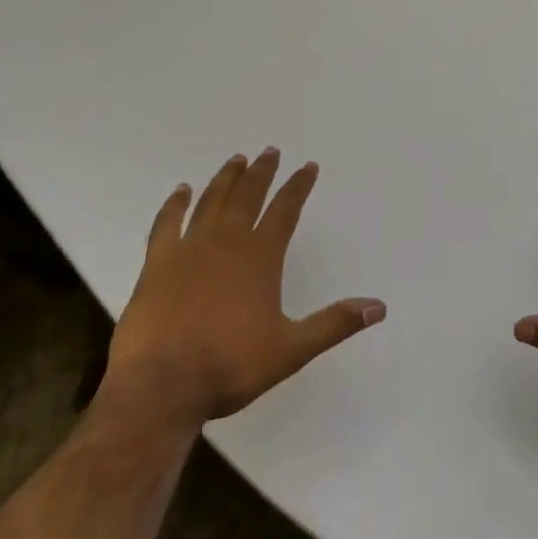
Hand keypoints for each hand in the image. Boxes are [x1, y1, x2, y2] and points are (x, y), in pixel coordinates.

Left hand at [99, 149, 384, 435]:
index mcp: (261, 255)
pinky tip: (181, 191)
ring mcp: (189, 248)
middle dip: (263, 171)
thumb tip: (379, 307)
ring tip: (237, 160)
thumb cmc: (228, 366)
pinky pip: (167, 223)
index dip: (299, 186)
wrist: (160, 387)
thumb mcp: (290, 350)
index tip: (308, 166)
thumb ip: (334, 324)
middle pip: (249, 195)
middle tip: (270, 151)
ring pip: (212, 201)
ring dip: (227, 178)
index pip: (286, 209)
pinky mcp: (157, 263)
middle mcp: (227, 241)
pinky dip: (175, 204)